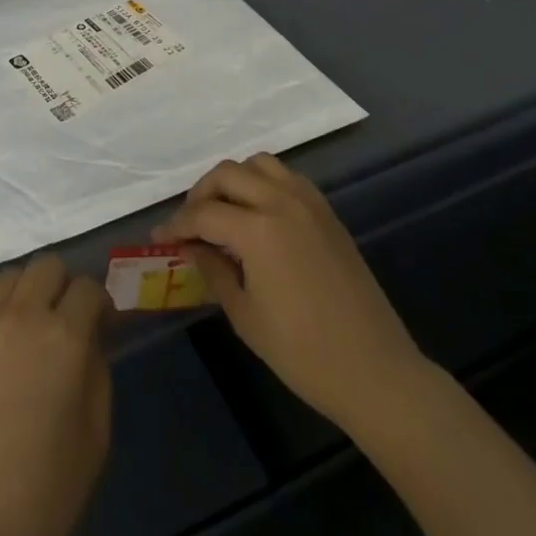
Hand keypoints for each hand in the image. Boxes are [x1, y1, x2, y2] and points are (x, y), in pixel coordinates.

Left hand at [0, 256, 110, 535]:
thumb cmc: (41, 494)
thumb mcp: (94, 437)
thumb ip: (97, 372)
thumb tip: (92, 337)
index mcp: (65, 337)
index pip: (90, 287)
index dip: (100, 304)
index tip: (101, 325)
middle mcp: (22, 315)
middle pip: (48, 265)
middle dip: (63, 286)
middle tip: (64, 321)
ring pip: (10, 275)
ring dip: (26, 292)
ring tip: (26, 327)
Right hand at [153, 154, 426, 433]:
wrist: (375, 371)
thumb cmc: (303, 353)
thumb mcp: (246, 316)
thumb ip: (213, 271)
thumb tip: (191, 247)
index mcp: (258, 230)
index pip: (204, 213)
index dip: (177, 224)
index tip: (159, 237)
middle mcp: (281, 201)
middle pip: (227, 173)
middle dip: (201, 193)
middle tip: (190, 223)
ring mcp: (308, 202)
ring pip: (258, 164)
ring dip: (234, 179)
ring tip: (223, 211)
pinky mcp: (326, 211)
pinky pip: (286, 177)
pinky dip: (263, 183)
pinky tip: (258, 214)